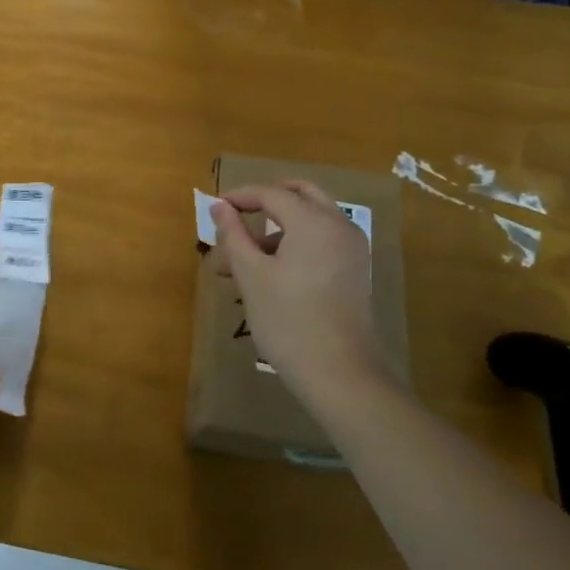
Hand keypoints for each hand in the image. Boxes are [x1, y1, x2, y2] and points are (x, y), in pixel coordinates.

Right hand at [212, 181, 386, 406]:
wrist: (341, 376)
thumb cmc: (288, 321)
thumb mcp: (251, 275)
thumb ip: (234, 234)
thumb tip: (219, 206)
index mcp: (313, 221)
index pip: (271, 193)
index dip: (240, 196)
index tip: (214, 207)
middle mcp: (339, 225)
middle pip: (299, 194)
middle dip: (266, 201)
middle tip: (238, 215)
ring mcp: (352, 248)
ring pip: (311, 218)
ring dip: (278, 226)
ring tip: (243, 258)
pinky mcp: (356, 270)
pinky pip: (323, 239)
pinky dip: (297, 241)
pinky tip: (271, 271)